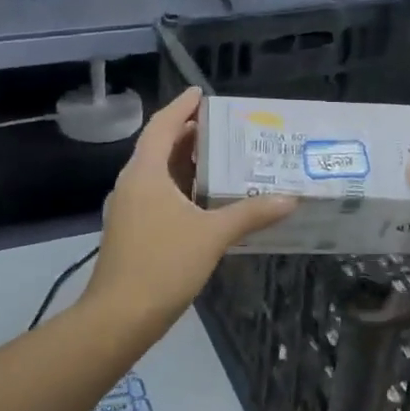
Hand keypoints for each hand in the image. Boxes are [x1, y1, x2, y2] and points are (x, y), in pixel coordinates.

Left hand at [87, 89, 295, 326]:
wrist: (119, 317)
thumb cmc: (163, 265)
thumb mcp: (212, 235)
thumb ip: (251, 214)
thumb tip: (290, 198)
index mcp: (145, 174)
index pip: (162, 126)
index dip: (181, 107)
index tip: (202, 93)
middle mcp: (133, 185)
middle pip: (160, 148)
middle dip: (189, 135)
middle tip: (225, 128)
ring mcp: (129, 210)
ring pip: (159, 175)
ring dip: (186, 164)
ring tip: (222, 158)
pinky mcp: (133, 232)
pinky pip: (159, 197)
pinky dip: (182, 190)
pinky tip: (207, 201)